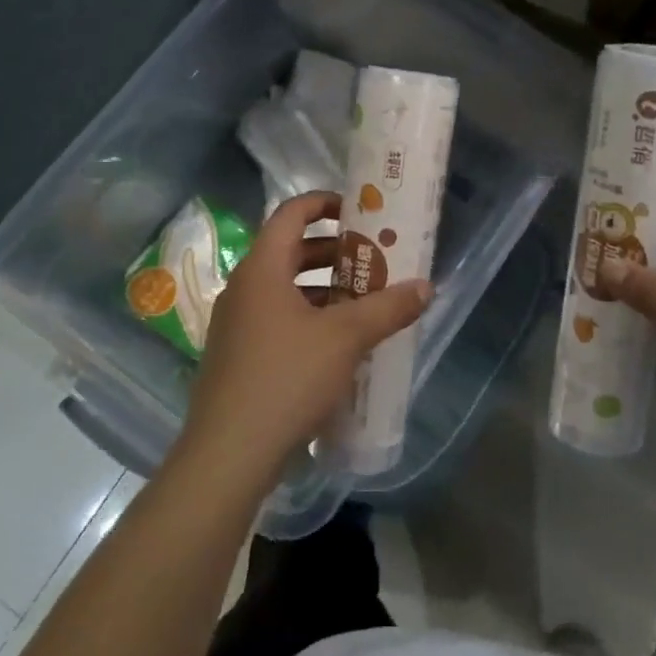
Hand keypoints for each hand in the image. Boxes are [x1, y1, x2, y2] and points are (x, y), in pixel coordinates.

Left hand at [181, 191, 431, 485]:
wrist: (229, 452)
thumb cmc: (287, 378)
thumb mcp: (346, 338)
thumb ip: (387, 308)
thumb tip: (426, 287)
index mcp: (262, 269)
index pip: (291, 214)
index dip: (324, 203)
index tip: (359, 209)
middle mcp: (244, 288)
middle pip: (290, 251)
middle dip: (333, 252)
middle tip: (373, 259)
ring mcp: (236, 324)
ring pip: (284, 289)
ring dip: (323, 289)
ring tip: (364, 302)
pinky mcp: (237, 356)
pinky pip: (277, 320)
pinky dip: (308, 318)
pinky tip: (338, 345)